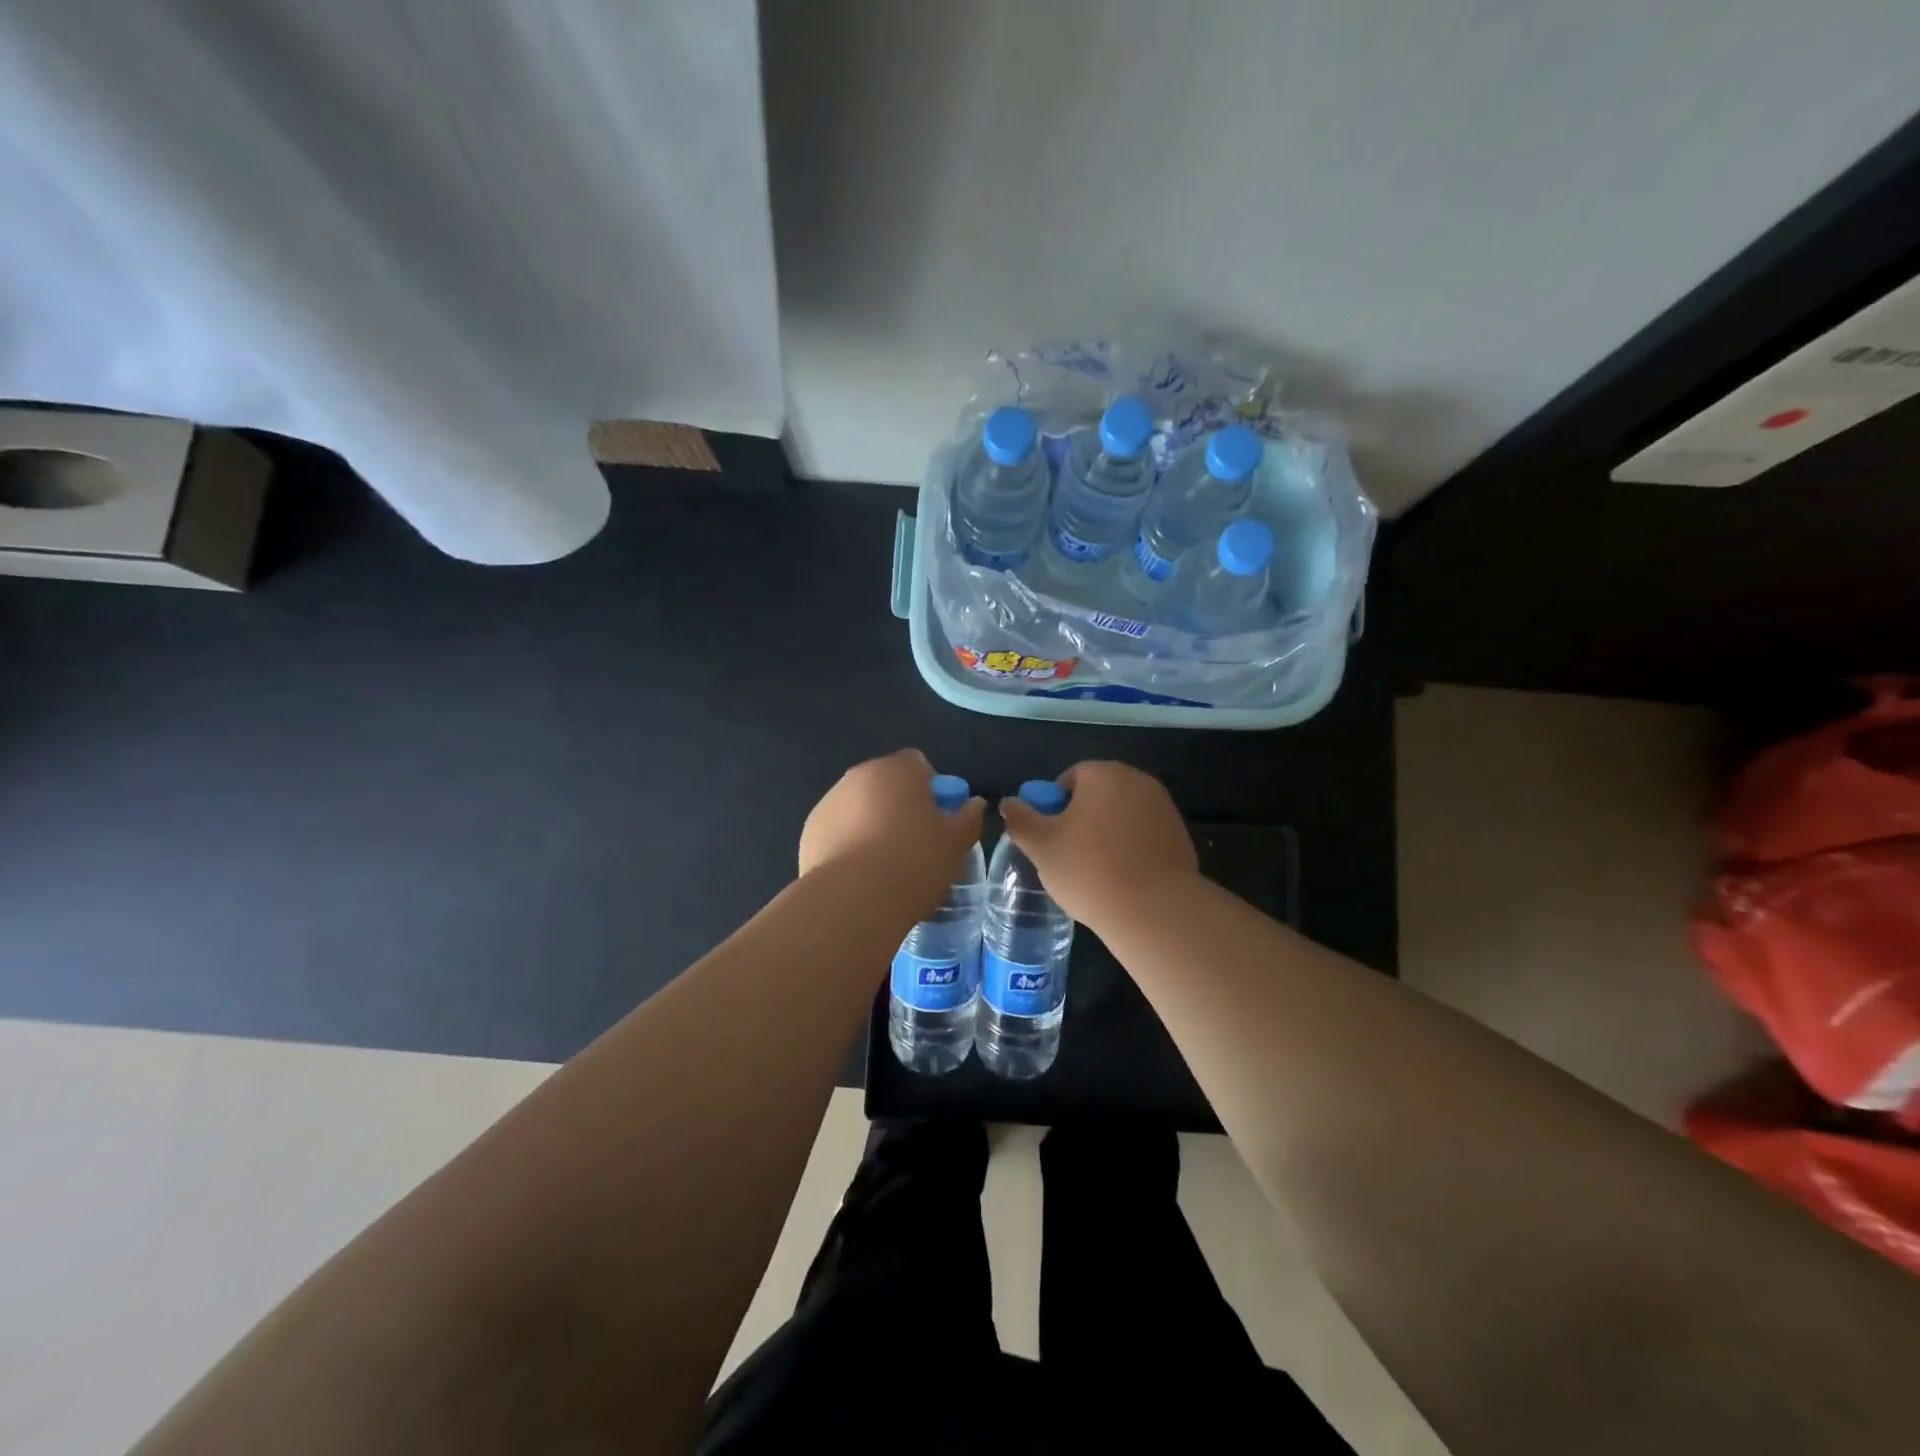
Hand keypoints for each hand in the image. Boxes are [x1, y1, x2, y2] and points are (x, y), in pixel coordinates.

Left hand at [799, 749, 985, 896]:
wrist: (854, 901)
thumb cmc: (914, 863)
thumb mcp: (956, 845)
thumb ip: (968, 818)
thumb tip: (973, 804)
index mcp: (897, 770)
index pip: (918, 764)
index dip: (931, 790)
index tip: (938, 821)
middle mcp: (859, 776)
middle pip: (886, 784)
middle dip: (899, 806)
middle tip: (915, 844)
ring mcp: (829, 802)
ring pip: (859, 807)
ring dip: (872, 824)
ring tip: (885, 865)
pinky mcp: (809, 831)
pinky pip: (838, 831)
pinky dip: (848, 844)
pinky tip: (860, 876)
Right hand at [999, 761, 1198, 928]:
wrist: (1154, 910)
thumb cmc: (1089, 869)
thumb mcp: (1041, 846)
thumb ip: (1020, 820)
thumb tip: (1008, 803)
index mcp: (1104, 774)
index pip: (1070, 778)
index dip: (1054, 806)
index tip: (1050, 836)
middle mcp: (1138, 781)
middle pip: (1099, 795)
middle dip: (1082, 819)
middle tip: (1067, 854)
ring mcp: (1164, 809)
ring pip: (1122, 816)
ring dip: (1107, 834)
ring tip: (1095, 871)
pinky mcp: (1181, 837)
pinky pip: (1144, 837)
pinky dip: (1131, 850)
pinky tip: (1123, 880)